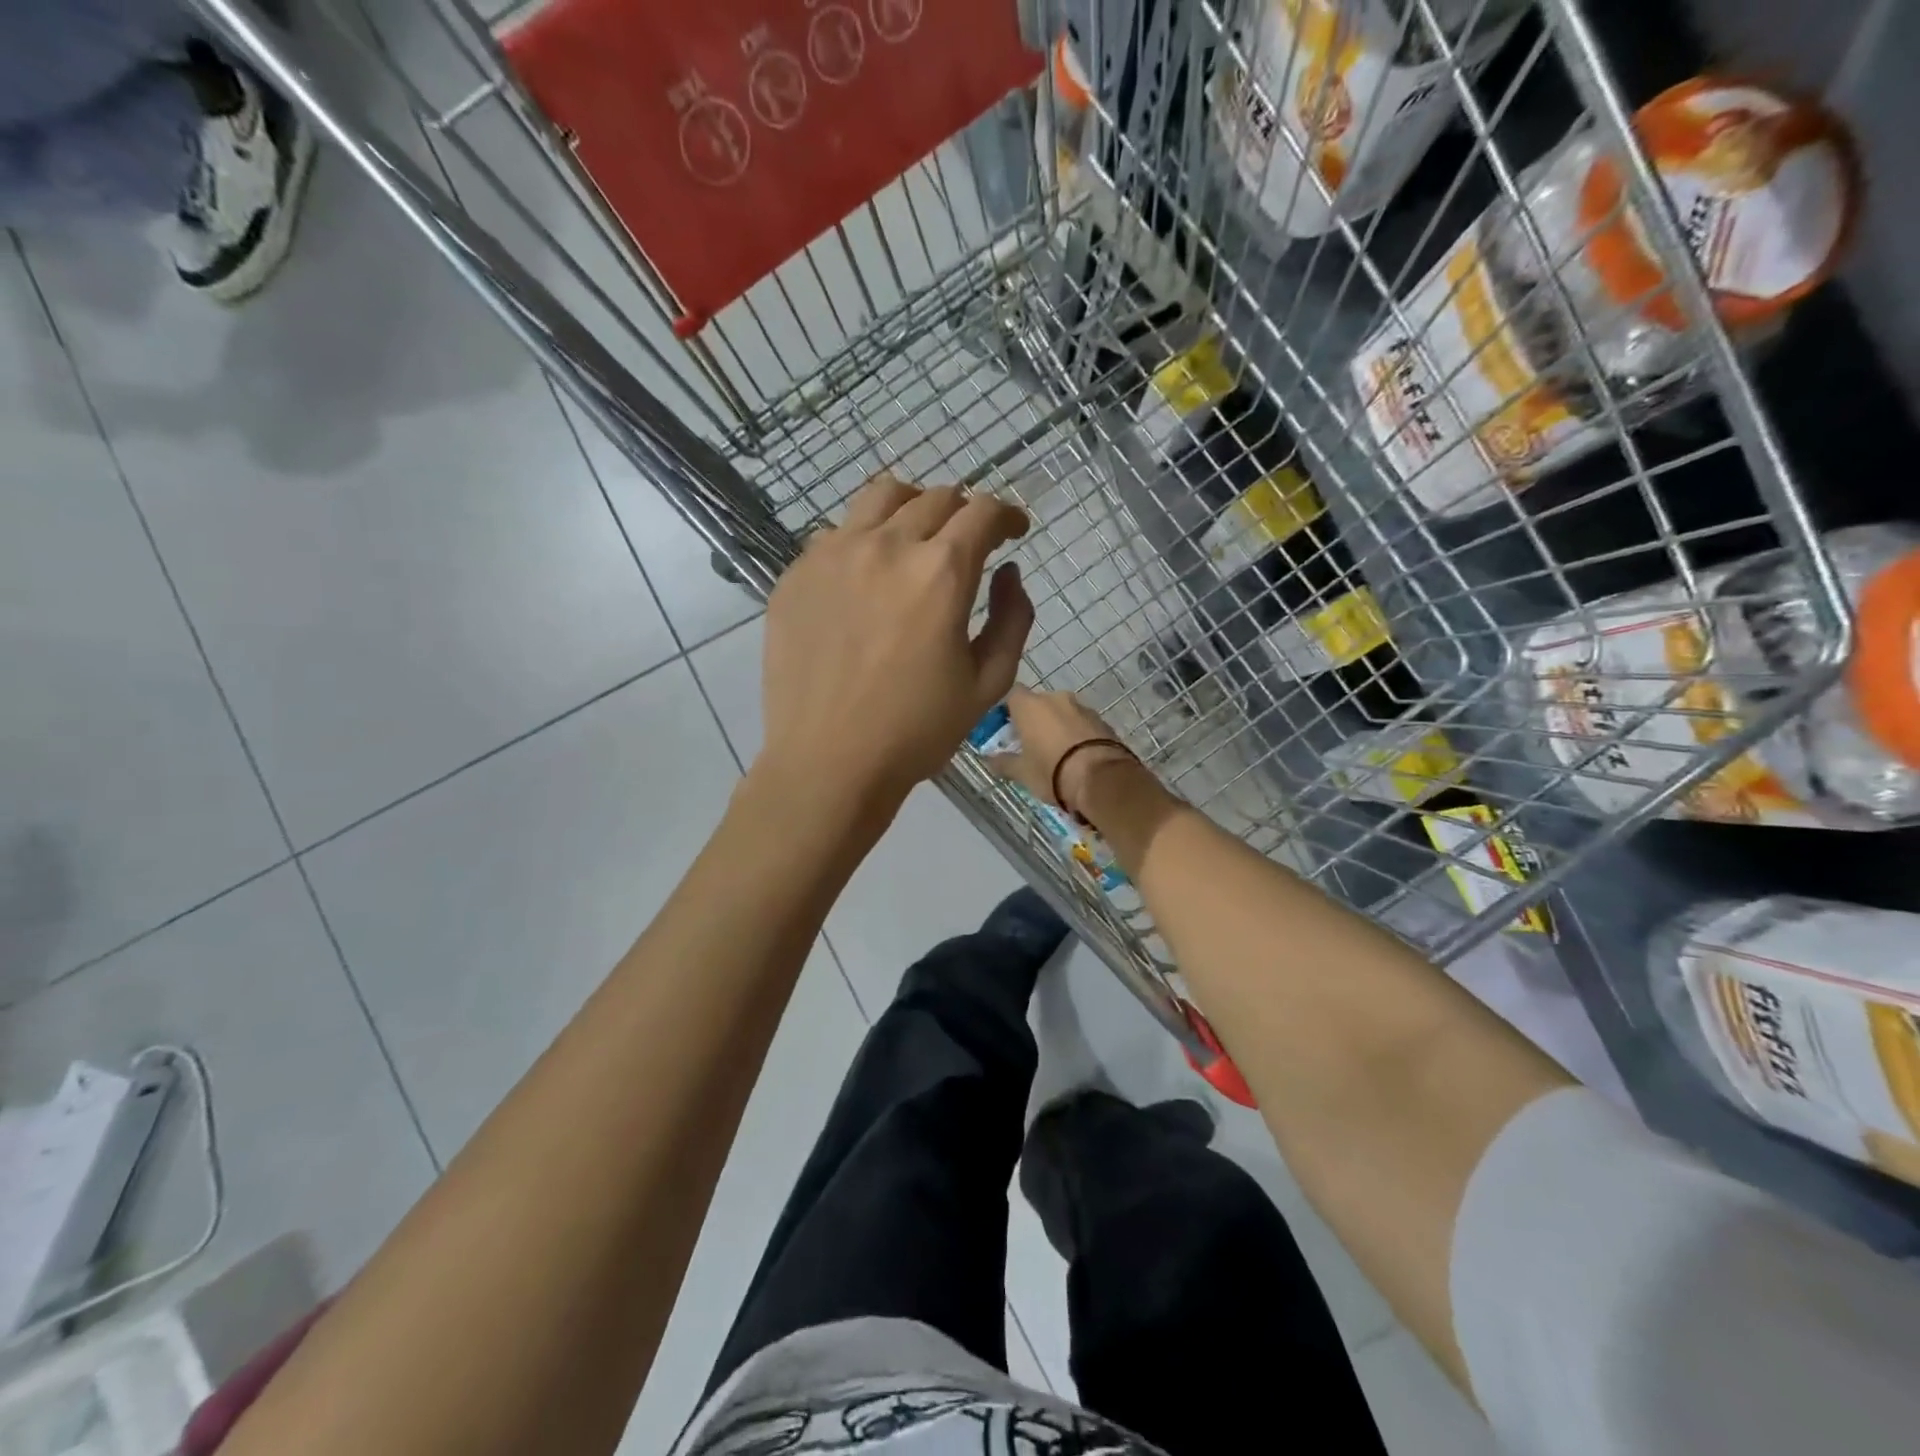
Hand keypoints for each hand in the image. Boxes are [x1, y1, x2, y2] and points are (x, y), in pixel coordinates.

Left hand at [758, 474, 1033, 812]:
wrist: (828, 762)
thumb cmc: (916, 731)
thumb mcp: (988, 683)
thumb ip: (1012, 618)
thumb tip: (1008, 573)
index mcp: (940, 573)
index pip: (983, 512)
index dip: (1008, 516)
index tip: (1015, 532)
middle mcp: (886, 546)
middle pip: (936, 498)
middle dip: (965, 513)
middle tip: (969, 542)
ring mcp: (833, 555)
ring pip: (881, 497)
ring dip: (912, 508)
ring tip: (917, 538)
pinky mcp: (796, 575)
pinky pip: (837, 533)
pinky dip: (865, 538)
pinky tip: (867, 576)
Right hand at [990, 687, 1140, 815]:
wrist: (1102, 778)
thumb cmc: (1052, 771)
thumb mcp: (1022, 772)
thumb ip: (1003, 762)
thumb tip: (989, 759)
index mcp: (1030, 705)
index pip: (1012, 696)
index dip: (1008, 711)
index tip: (1008, 730)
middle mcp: (1056, 698)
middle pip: (1039, 703)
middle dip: (1035, 720)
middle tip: (1032, 745)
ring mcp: (1082, 707)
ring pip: (1063, 713)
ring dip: (1059, 727)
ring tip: (1058, 753)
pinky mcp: (1103, 721)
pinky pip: (1083, 724)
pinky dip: (1078, 734)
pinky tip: (1078, 756)